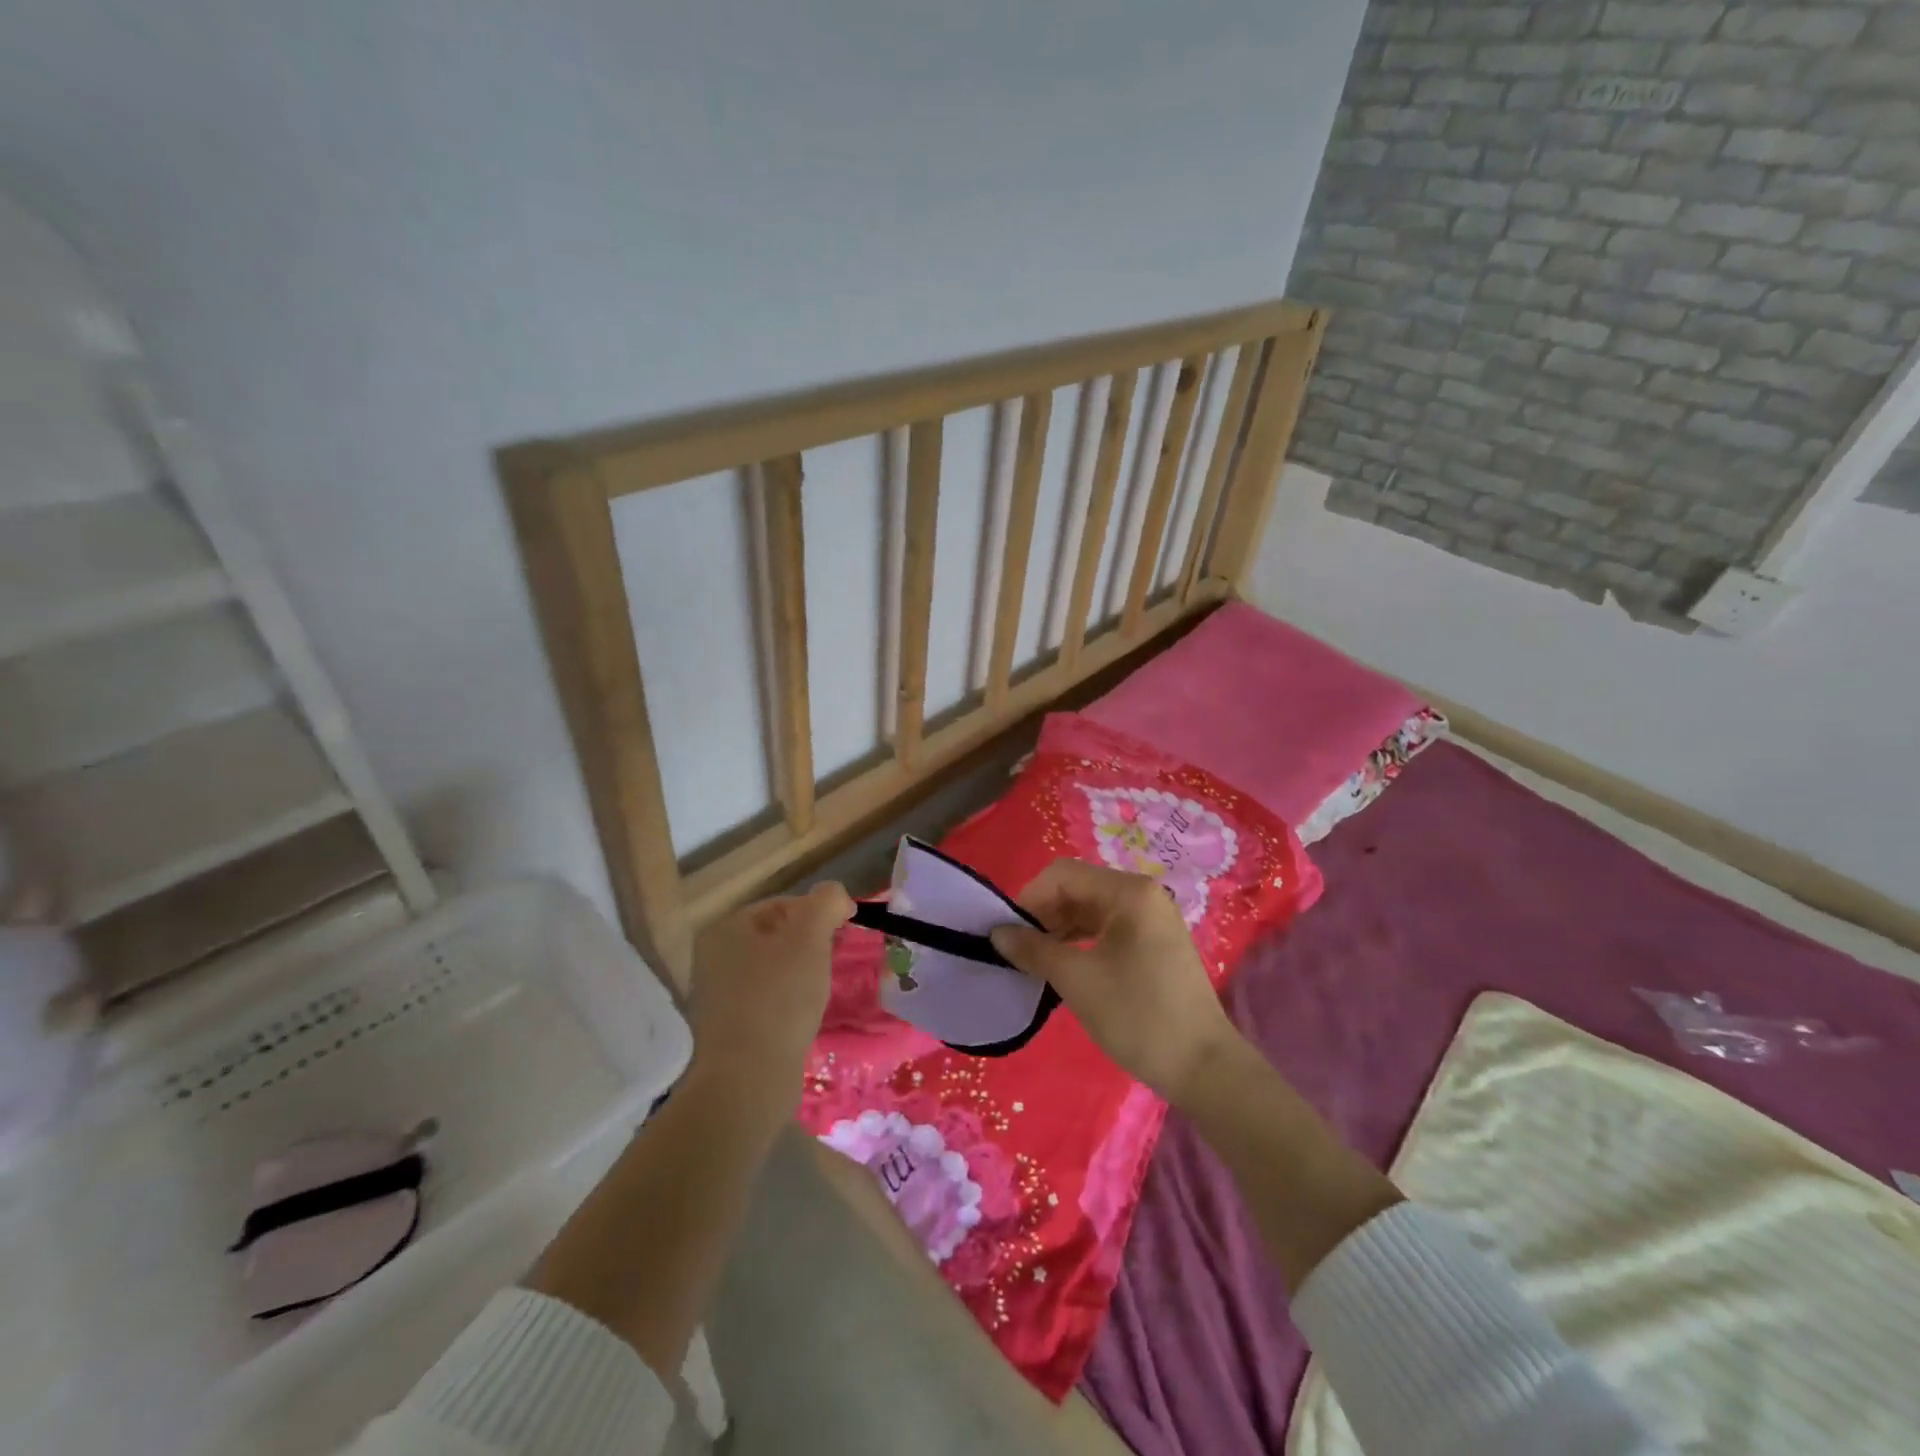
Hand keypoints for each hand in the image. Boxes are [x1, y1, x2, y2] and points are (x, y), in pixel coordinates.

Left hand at [687, 882, 853, 1122]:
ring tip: (819, 993)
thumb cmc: (779, 998)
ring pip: (774, 970)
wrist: (748, 1080)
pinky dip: (788, 1002)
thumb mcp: (810, 938)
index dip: (818, 914)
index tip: (843, 935)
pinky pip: (767, 1000)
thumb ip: (826, 903)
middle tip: (831, 964)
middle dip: (811, 946)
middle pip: (778, 937)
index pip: (782, 905)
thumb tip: (836, 896)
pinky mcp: (728, 1028)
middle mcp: (714, 957)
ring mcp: (718, 995)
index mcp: (726, 929)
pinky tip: (802, 1018)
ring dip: (802, 975)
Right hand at [990, 859, 1240, 1102]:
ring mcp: (1152, 919)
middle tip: (1017, 950)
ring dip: (1059, 930)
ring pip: (1090, 910)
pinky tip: (1063, 967)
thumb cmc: (1138, 1015)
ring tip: (1035, 961)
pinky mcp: (1154, 944)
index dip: (1028, 899)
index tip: (1006, 933)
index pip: (1063, 875)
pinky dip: (1080, 942)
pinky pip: (1107, 929)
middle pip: (1077, 888)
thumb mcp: (1077, 980)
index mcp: (1129, 892)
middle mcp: (1142, 895)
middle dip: (1043, 914)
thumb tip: (997, 933)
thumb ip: (1034, 949)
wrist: (1203, 1067)